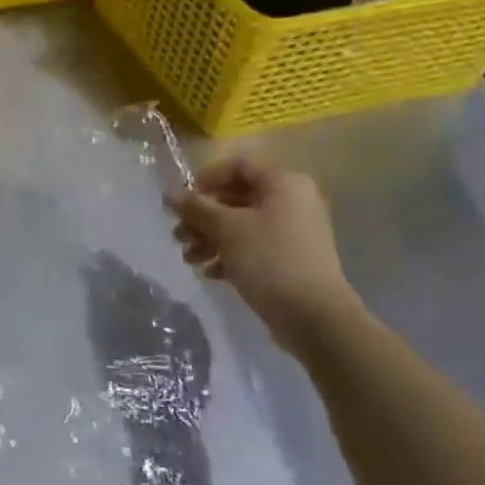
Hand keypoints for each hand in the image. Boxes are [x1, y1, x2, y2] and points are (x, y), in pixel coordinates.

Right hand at [168, 157, 361, 348]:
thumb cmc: (269, 260)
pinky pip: (252, 247)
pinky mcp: (290, 259)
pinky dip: (228, 255)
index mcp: (283, 184)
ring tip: (189, 258)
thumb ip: (196, 208)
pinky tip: (210, 273)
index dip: (204, 180)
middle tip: (178, 235)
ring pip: (240, 225)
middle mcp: (292, 202)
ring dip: (209, 238)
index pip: (236, 166)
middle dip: (202, 216)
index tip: (182, 202)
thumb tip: (170, 194)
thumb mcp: (226, 229)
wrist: (315, 318)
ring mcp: (292, 232)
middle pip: (235, 198)